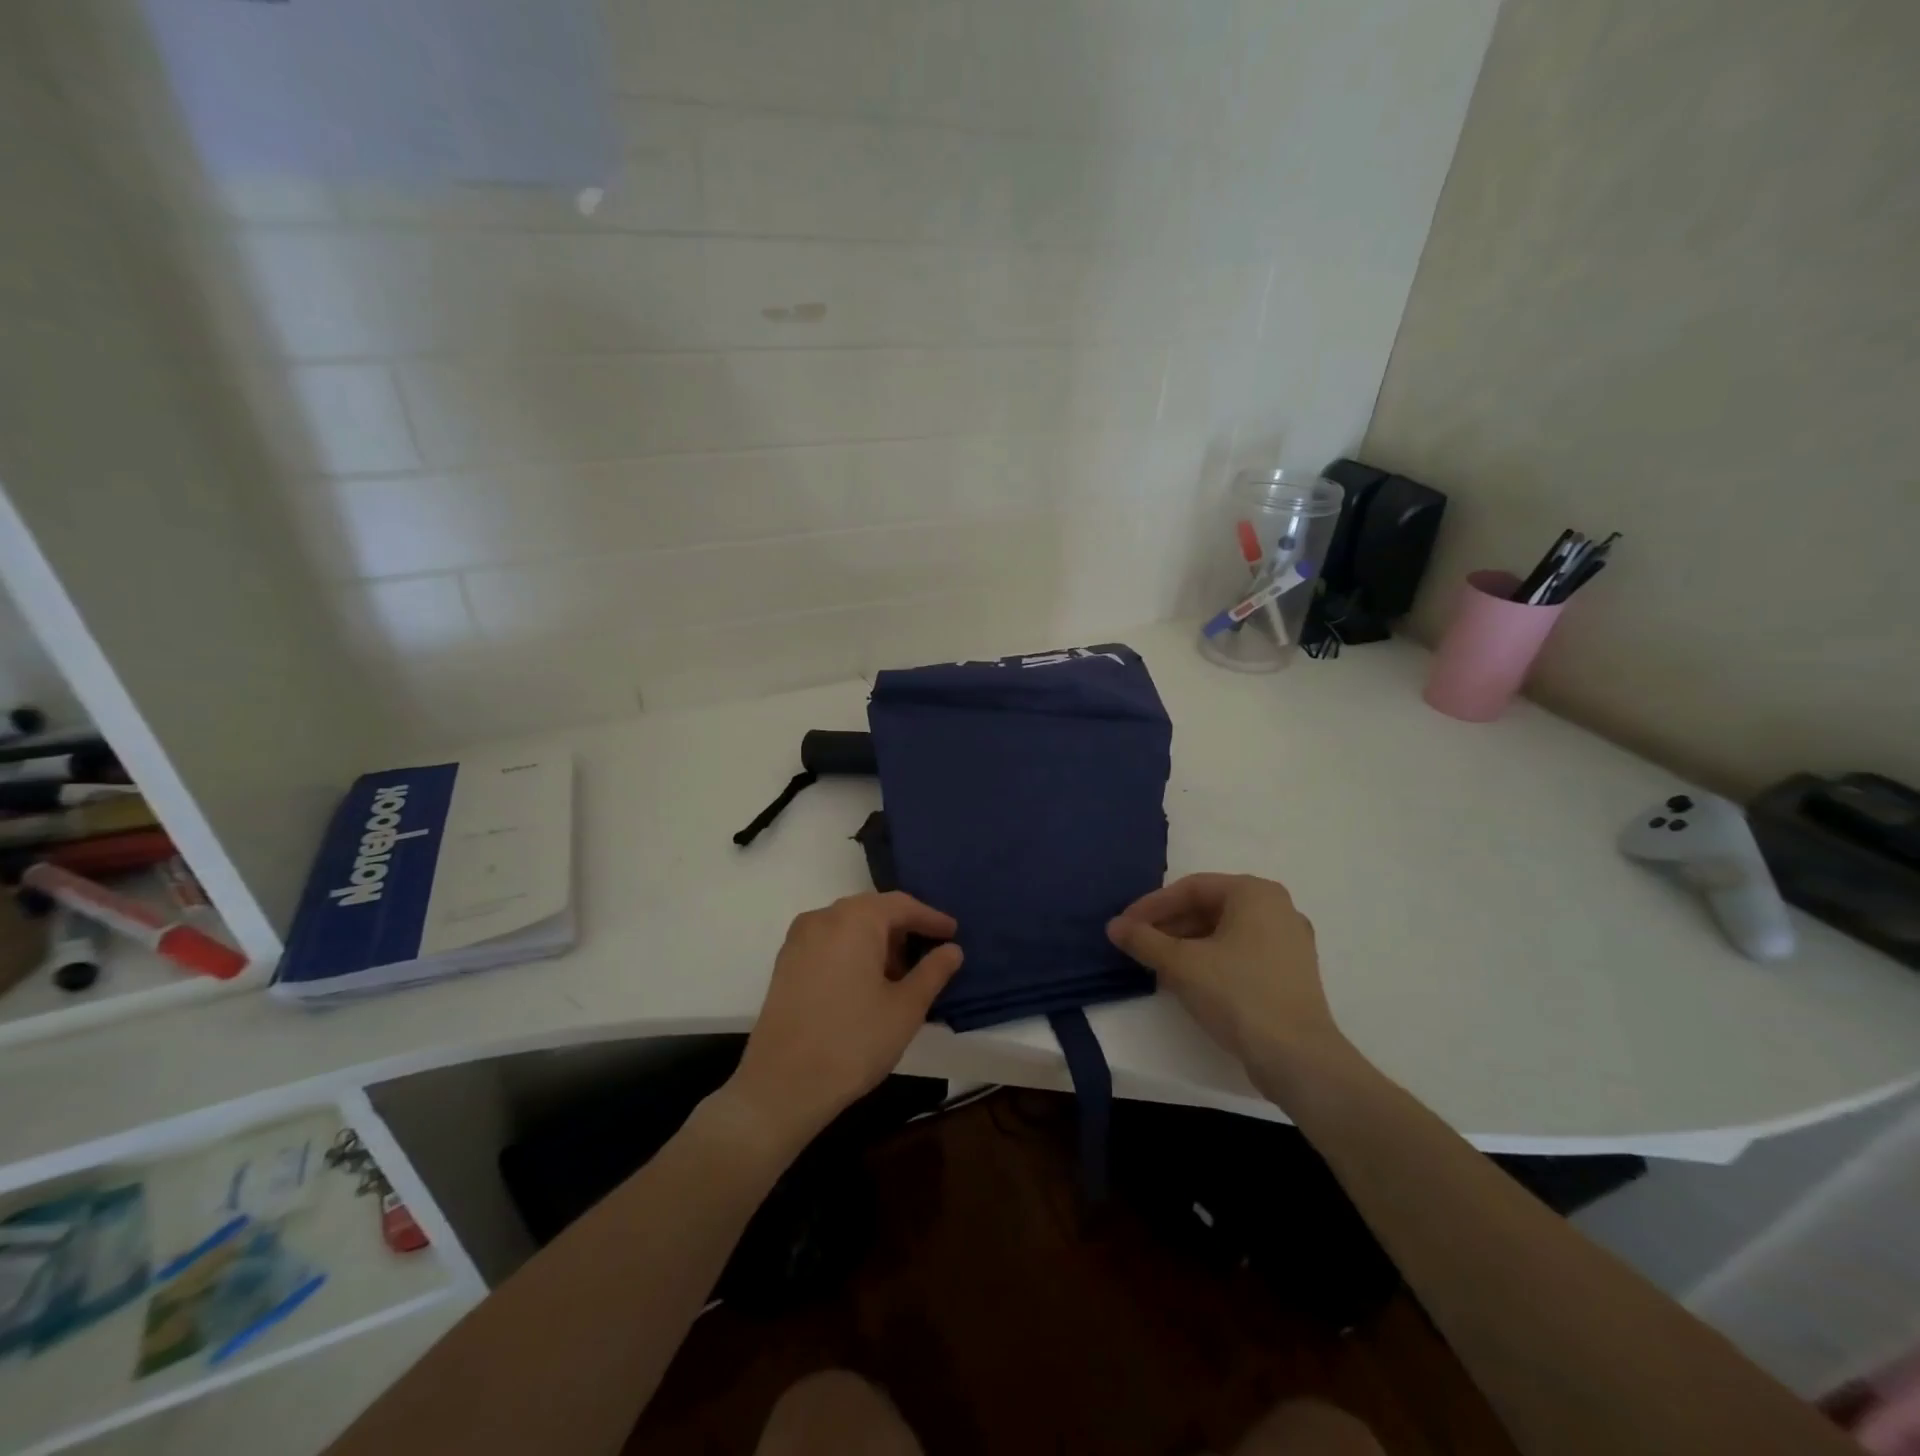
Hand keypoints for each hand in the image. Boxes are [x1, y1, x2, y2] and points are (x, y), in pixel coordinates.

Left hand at [726, 892, 963, 1149]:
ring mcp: (799, 939)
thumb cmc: (854, 1041)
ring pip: (849, 926)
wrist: (782, 1085)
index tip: (953, 934)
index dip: (931, 918)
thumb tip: (952, 949)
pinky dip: (853, 951)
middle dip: (904, 929)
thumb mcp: (906, 1008)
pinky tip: (866, 982)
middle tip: (930, 953)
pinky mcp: (786, 962)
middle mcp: (824, 917)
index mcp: (855, 919)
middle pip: (873, 910)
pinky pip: (829, 942)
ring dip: (878, 941)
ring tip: (900, 974)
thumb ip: (933, 972)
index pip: (902, 905)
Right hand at [1107, 874, 1347, 1099]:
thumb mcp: (1181, 964)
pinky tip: (1188, 980)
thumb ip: (1144, 940)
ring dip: (1187, 944)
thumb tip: (1115, 926)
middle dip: (1169, 925)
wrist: (1298, 1058)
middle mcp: (1277, 908)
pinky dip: (1211, 959)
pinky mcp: (1291, 972)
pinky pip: (1242, 952)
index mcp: (1255, 893)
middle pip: (1209, 907)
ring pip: (1225, 931)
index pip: (1191, 888)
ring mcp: (1289, 941)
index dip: (1152, 905)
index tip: (1125, 926)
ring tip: (1157, 964)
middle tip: (1138, 944)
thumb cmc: (1238, 995)